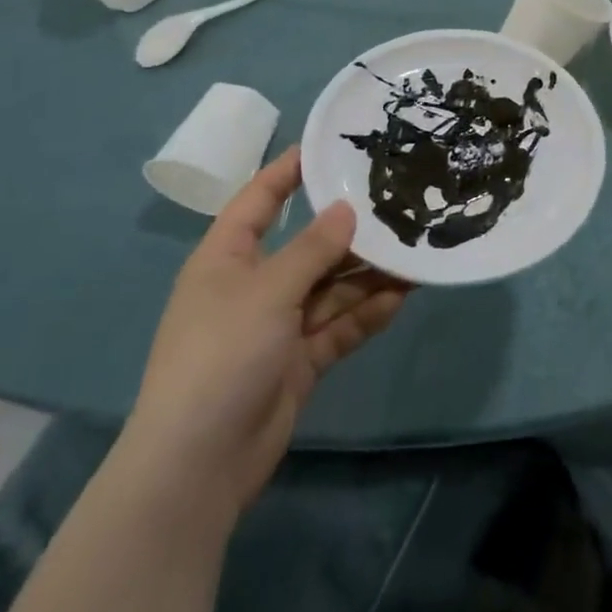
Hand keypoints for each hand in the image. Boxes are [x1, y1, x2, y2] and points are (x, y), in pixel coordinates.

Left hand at [119, 147, 410, 524]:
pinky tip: (401, 297)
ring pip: (331, 288)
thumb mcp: (267, 292)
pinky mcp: (298, 361)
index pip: (259, 201)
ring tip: (413, 253)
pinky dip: (366, 314)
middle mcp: (254, 286)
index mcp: (227, 259)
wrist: (198, 464)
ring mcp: (277, 326)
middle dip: (350, 232)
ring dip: (368, 274)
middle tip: (398, 205)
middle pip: (308, 247)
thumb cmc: (221, 356)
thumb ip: (313, 249)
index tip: (328, 147)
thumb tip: (347, 209)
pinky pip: (338, 327)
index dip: (288, 172)